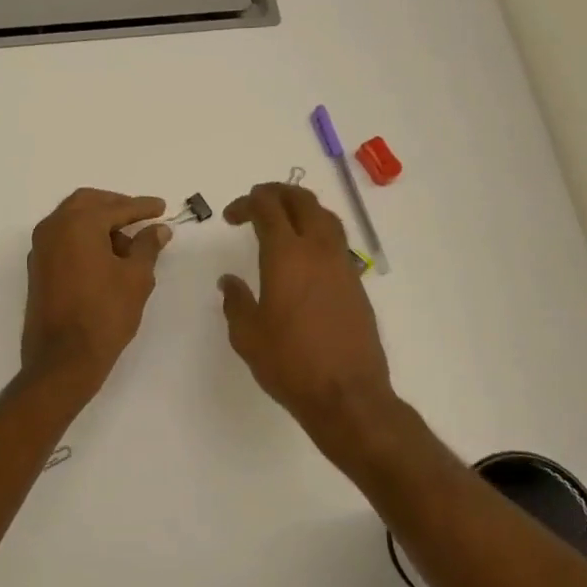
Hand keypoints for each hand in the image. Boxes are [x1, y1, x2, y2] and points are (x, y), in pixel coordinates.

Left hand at [22, 188, 170, 399]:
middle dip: (116, 206)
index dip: (142, 207)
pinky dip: (85, 239)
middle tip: (141, 217)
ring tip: (129, 245)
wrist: (63, 359)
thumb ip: (147, 246)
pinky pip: (64, 240)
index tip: (162, 208)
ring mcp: (41, 249)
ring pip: (72, 220)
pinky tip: (107, 258)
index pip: (115, 207)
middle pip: (87, 203)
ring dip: (100, 224)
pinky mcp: (38, 268)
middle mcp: (53, 228)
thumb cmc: (105, 315)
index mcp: (77, 224)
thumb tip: (158, 229)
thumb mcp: (136, 278)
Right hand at [219, 183, 397, 455]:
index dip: (247, 203)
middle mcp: (318, 250)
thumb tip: (230, 281)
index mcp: (286, 255)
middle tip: (256, 202)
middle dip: (276, 193)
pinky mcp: (356, 283)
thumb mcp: (247, 335)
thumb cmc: (289, 363)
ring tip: (283, 219)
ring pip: (325, 216)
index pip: (267, 208)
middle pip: (301, 200)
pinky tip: (304, 253)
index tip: (231, 216)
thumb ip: (236, 301)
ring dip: (301, 208)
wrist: (345, 393)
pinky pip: (336, 240)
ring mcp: (342, 264)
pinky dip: (317, 230)